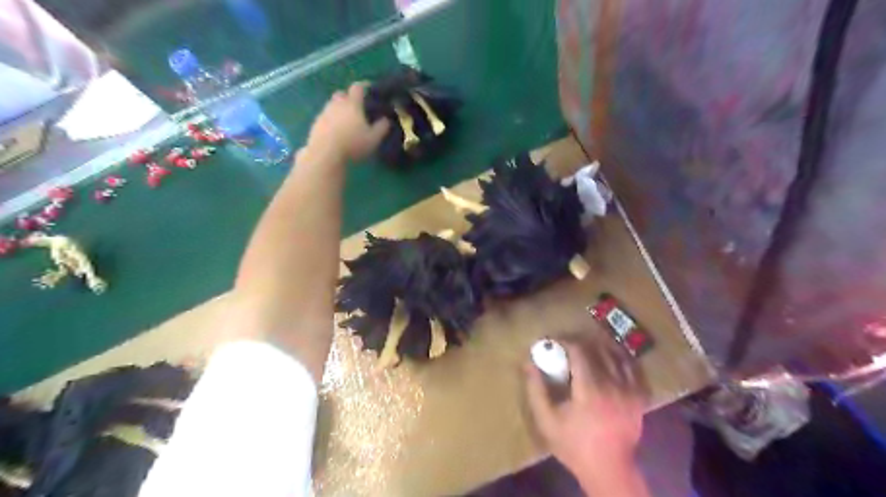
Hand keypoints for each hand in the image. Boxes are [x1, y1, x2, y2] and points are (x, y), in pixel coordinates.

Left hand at [303, 84, 387, 163]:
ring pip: (331, 105)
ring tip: (345, 121)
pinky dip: (330, 121)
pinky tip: (335, 131)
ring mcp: (324, 113)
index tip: (369, 89)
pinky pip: (324, 117)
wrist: (325, 153)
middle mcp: (337, 104)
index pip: (357, 88)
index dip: (364, 86)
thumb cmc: (352, 144)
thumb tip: (386, 119)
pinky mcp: (315, 124)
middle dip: (348, 97)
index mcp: (352, 104)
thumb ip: (381, 128)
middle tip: (355, 107)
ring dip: (338, 110)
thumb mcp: (373, 139)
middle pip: (341, 94)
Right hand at [522, 338, 647, 492]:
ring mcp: (630, 391)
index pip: (579, 352)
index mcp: (590, 390)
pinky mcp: (640, 398)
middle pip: (598, 349)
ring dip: (600, 347)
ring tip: (588, 347)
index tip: (554, 342)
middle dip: (581, 342)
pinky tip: (611, 358)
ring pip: (617, 355)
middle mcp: (613, 385)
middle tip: (568, 344)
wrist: (609, 471)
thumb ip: (536, 390)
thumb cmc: (574, 445)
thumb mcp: (547, 421)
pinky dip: (621, 359)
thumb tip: (528, 363)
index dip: (565, 342)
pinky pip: (633, 369)